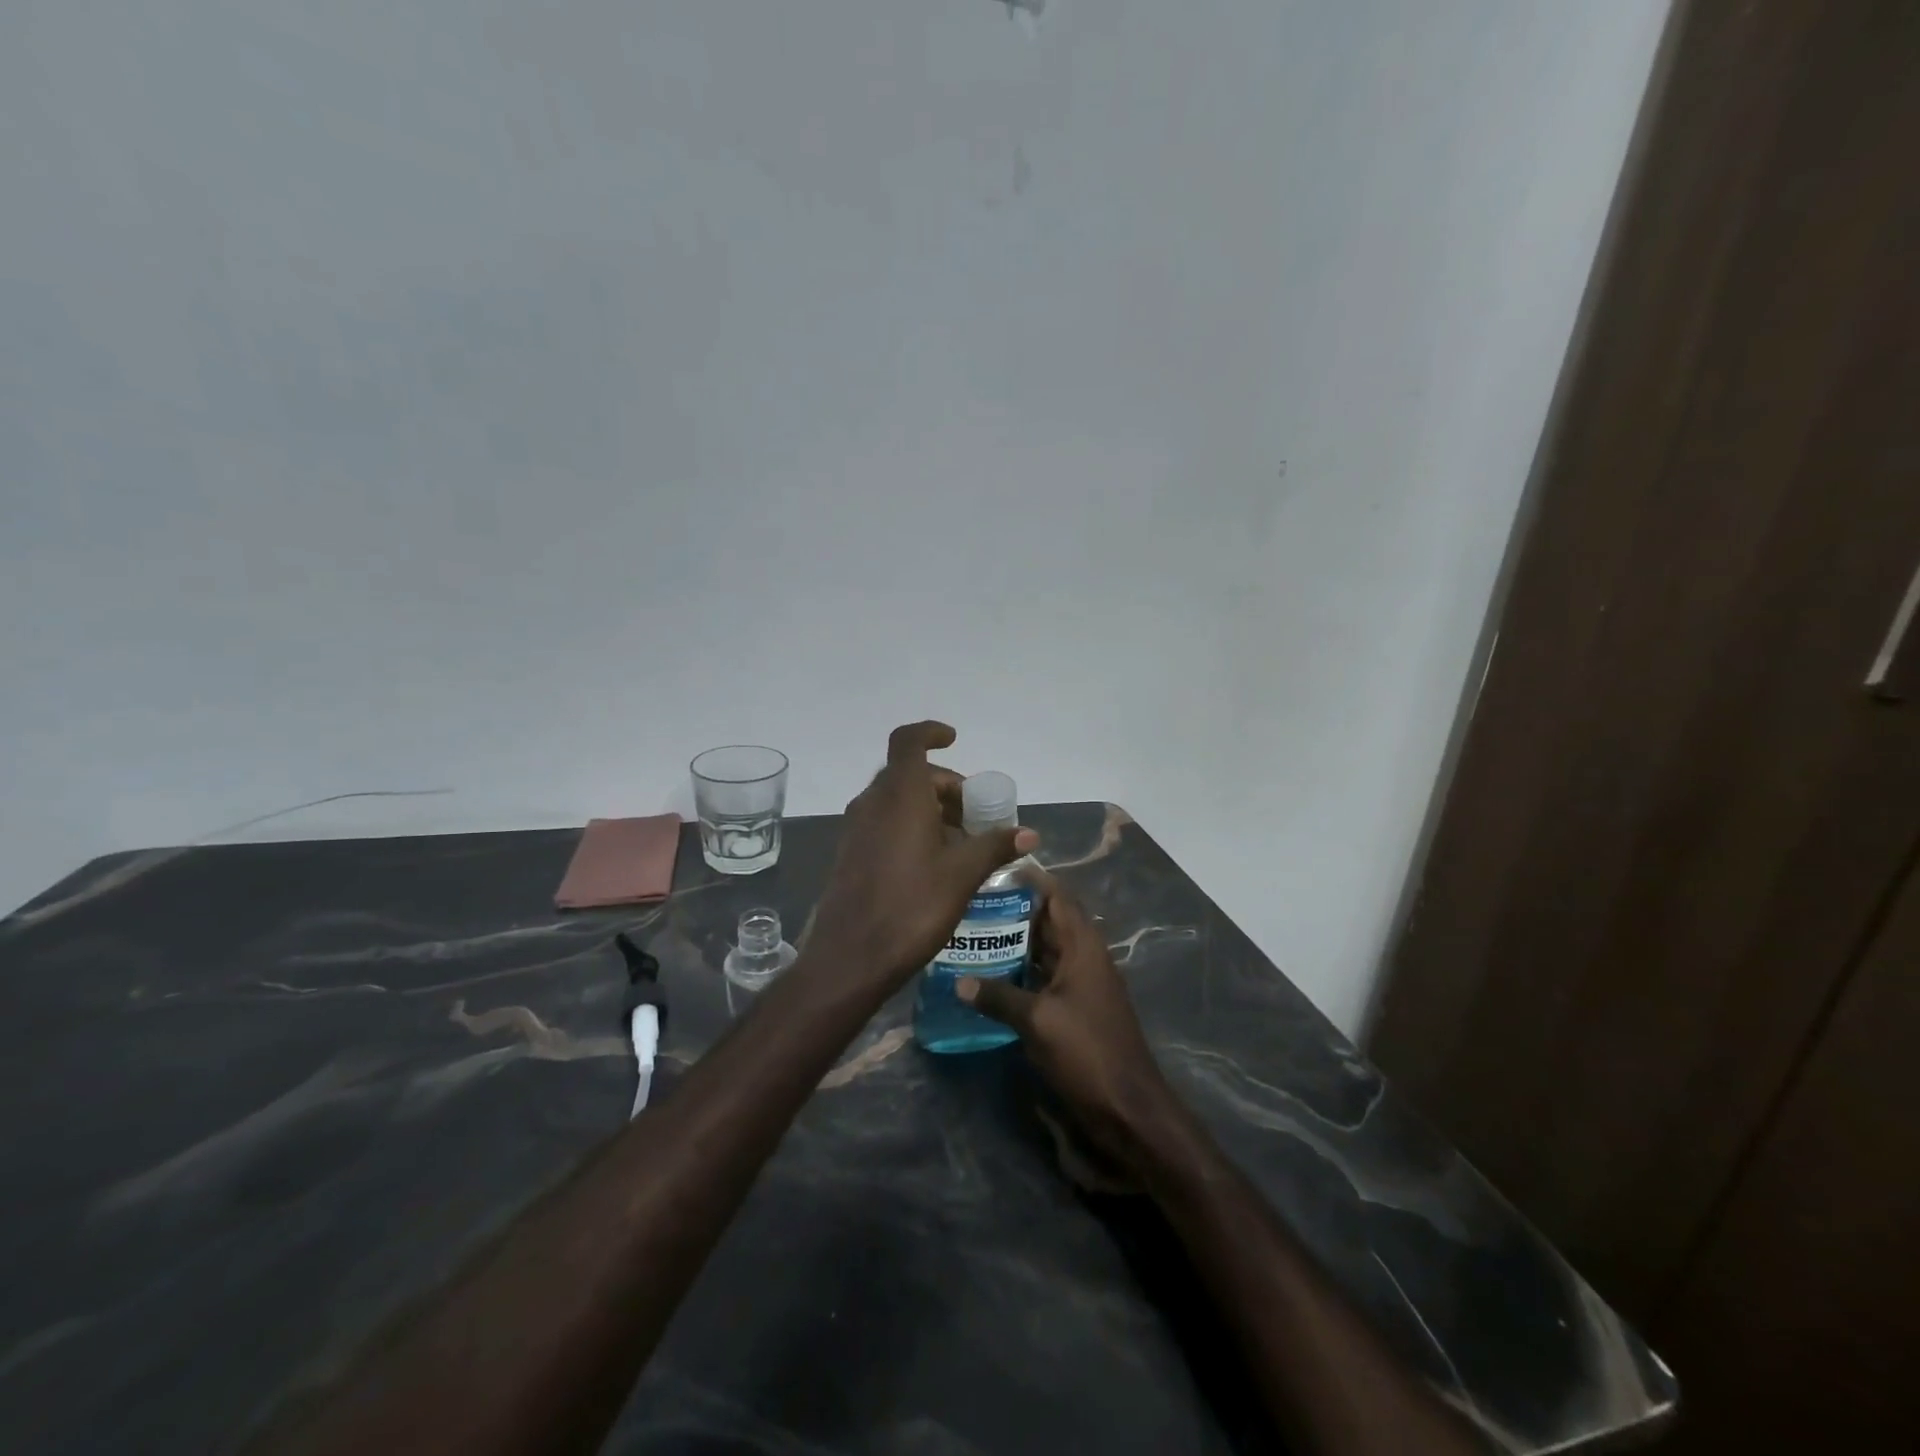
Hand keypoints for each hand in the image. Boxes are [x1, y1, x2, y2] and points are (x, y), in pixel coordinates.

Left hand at [809, 722, 1038, 987]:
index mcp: (900, 795)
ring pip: (896, 799)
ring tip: (959, 840)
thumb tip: (1030, 833)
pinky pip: (884, 822)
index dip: (931, 732)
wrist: (851, 957)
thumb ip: (995, 846)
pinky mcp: (850, 853)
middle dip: (943, 784)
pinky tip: (932, 862)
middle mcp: (873, 802)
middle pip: (908, 773)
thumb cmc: (911, 906)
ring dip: (928, 807)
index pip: (909, 741)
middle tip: (973, 812)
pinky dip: (909, 825)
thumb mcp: (962, 875)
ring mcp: (857, 828)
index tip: (954, 740)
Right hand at [958, 885, 1182, 1172]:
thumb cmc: (1086, 1051)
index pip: (1058, 898)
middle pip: (1049, 921)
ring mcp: (1082, 984)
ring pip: (1045, 950)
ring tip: (974, 932)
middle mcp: (1084, 957)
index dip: (1031, 880)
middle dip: (1015, 910)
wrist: (1128, 1107)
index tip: (996, 868)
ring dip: (1016, 942)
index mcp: (1083, 947)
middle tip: (973, 902)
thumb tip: (958, 982)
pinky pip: (1045, 977)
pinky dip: (1022, 971)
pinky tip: (991, 976)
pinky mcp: (1076, 1008)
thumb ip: (998, 997)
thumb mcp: (1037, 1021)